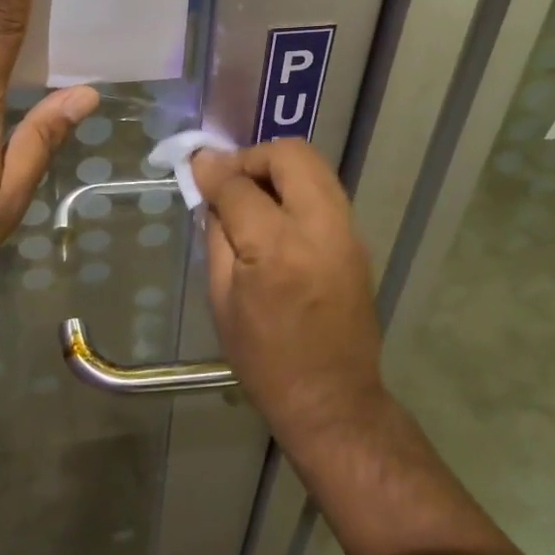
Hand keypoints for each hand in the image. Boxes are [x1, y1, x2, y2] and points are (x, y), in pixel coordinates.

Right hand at [191, 140, 385, 446]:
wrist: (332, 400)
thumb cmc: (264, 360)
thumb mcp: (221, 300)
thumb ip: (216, 234)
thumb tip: (210, 189)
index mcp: (276, 250)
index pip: (239, 186)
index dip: (212, 171)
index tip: (196, 167)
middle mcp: (319, 228)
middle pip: (290, 155)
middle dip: (253, 156)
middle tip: (229, 179)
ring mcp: (346, 231)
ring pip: (314, 164)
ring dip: (277, 167)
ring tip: (251, 193)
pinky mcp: (358, 240)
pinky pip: (324, 190)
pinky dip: (296, 186)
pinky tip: (276, 214)